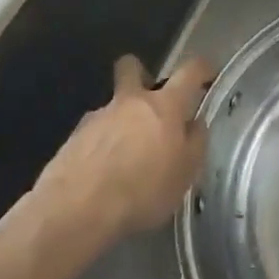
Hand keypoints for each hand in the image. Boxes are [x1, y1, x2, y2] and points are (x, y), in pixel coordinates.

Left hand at [31, 55, 210, 247]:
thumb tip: (195, 124)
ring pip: (111, 107)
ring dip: (120, 122)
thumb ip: (195, 142)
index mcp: (165, 105)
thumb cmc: (143, 190)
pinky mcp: (71, 139)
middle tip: (150, 100)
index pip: (190, 70)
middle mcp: (130, 102)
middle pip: (132, 67)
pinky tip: (101, 173)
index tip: (207, 75)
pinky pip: (92, 134)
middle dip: (141, 74)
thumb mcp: (185, 173)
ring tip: (124, 157)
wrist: (76, 211)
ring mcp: (97, 117)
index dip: (202, 68)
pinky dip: (99, 146)